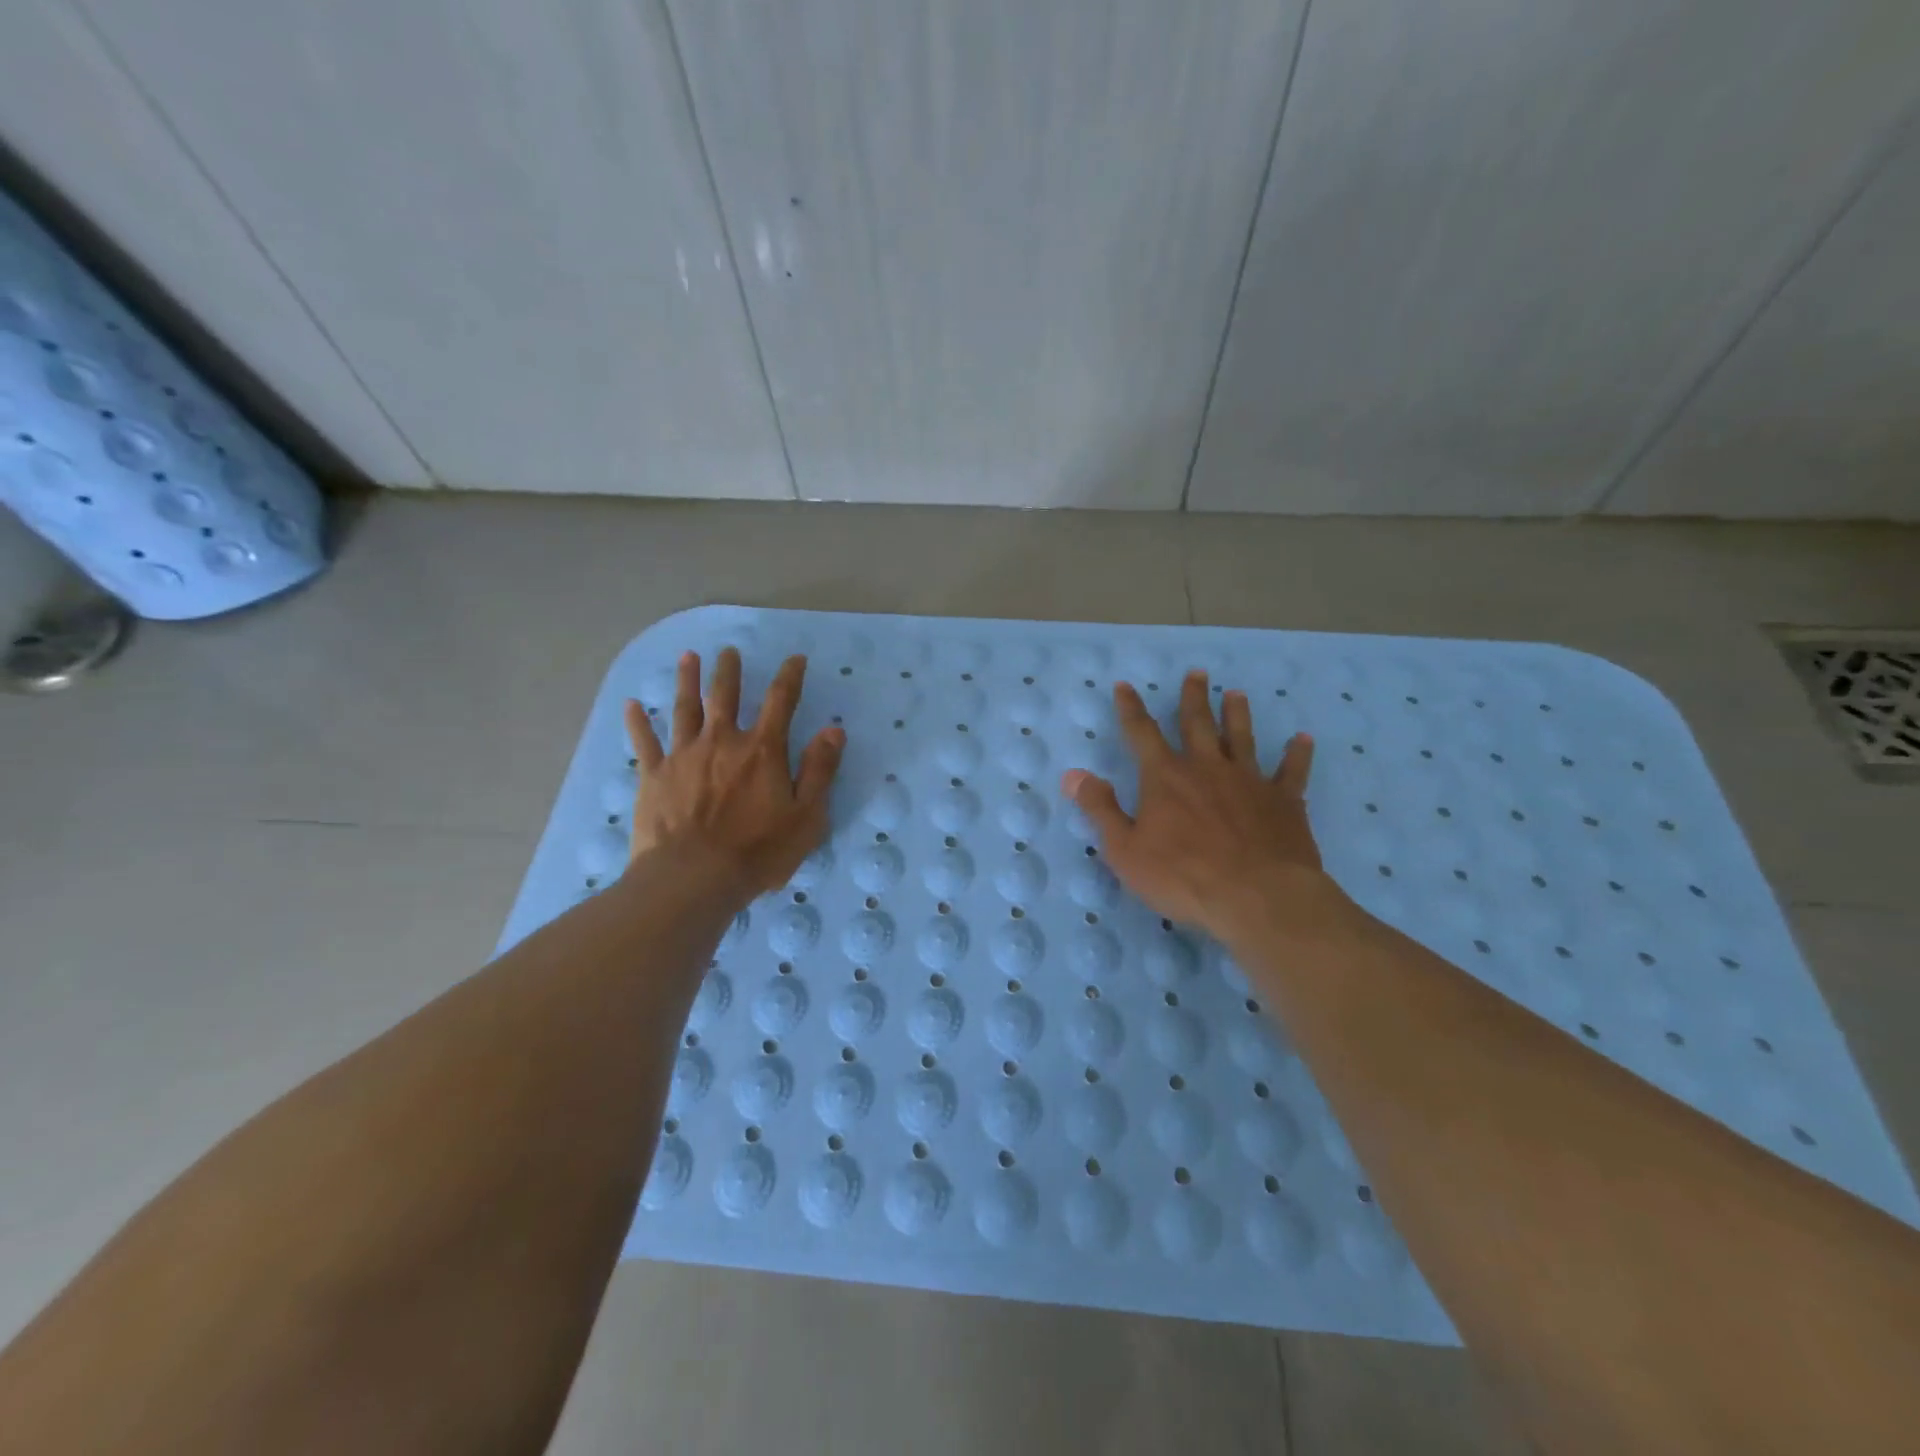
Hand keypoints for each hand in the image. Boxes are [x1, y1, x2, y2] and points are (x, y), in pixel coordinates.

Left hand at [624, 646, 843, 899]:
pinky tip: (632, 705)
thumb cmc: (758, 851)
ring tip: (688, 657)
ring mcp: (684, 755)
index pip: (781, 702)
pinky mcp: (654, 775)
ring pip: (685, 708)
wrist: (693, 877)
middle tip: (729, 650)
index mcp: (762, 750)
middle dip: (729, 670)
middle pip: (725, 696)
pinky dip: (638, 722)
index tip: (795, 659)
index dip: (790, 677)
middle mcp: (722, 741)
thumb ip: (820, 770)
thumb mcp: (806, 816)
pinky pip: (644, 742)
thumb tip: (834, 729)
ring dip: (687, 680)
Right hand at [1061, 669, 1341, 941]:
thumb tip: (1073, 774)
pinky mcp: (1284, 801)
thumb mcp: (1125, 850)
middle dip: (1193, 698)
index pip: (1142, 734)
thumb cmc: (1183, 877)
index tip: (1125, 685)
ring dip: (1237, 714)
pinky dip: (1297, 754)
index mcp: (1165, 778)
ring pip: (1241, 737)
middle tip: (1197, 673)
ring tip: (1236, 693)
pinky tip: (1303, 739)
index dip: (1131, 709)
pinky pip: (1292, 771)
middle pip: (1197, 724)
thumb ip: (1101, 809)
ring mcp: (1249, 781)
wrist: (1257, 897)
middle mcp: (1206, 768)